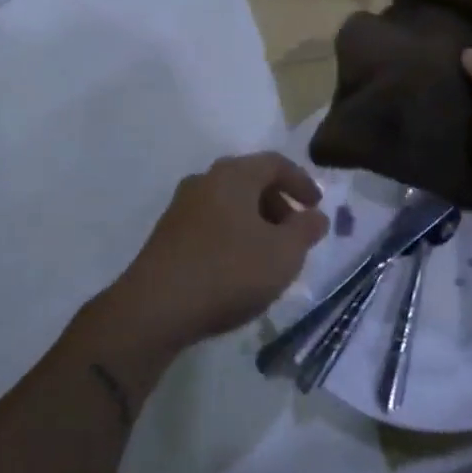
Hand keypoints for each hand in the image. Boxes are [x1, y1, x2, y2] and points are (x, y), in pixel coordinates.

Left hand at [103, 153, 327, 359]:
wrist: (154, 309)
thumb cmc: (228, 271)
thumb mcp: (283, 254)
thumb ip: (306, 230)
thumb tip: (316, 216)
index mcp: (234, 175)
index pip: (275, 163)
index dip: (301, 182)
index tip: (317, 206)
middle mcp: (205, 180)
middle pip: (250, 181)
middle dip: (278, 204)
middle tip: (295, 233)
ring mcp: (181, 207)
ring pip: (229, 204)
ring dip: (255, 222)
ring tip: (269, 256)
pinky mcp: (167, 235)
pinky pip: (211, 223)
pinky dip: (232, 235)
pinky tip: (238, 268)